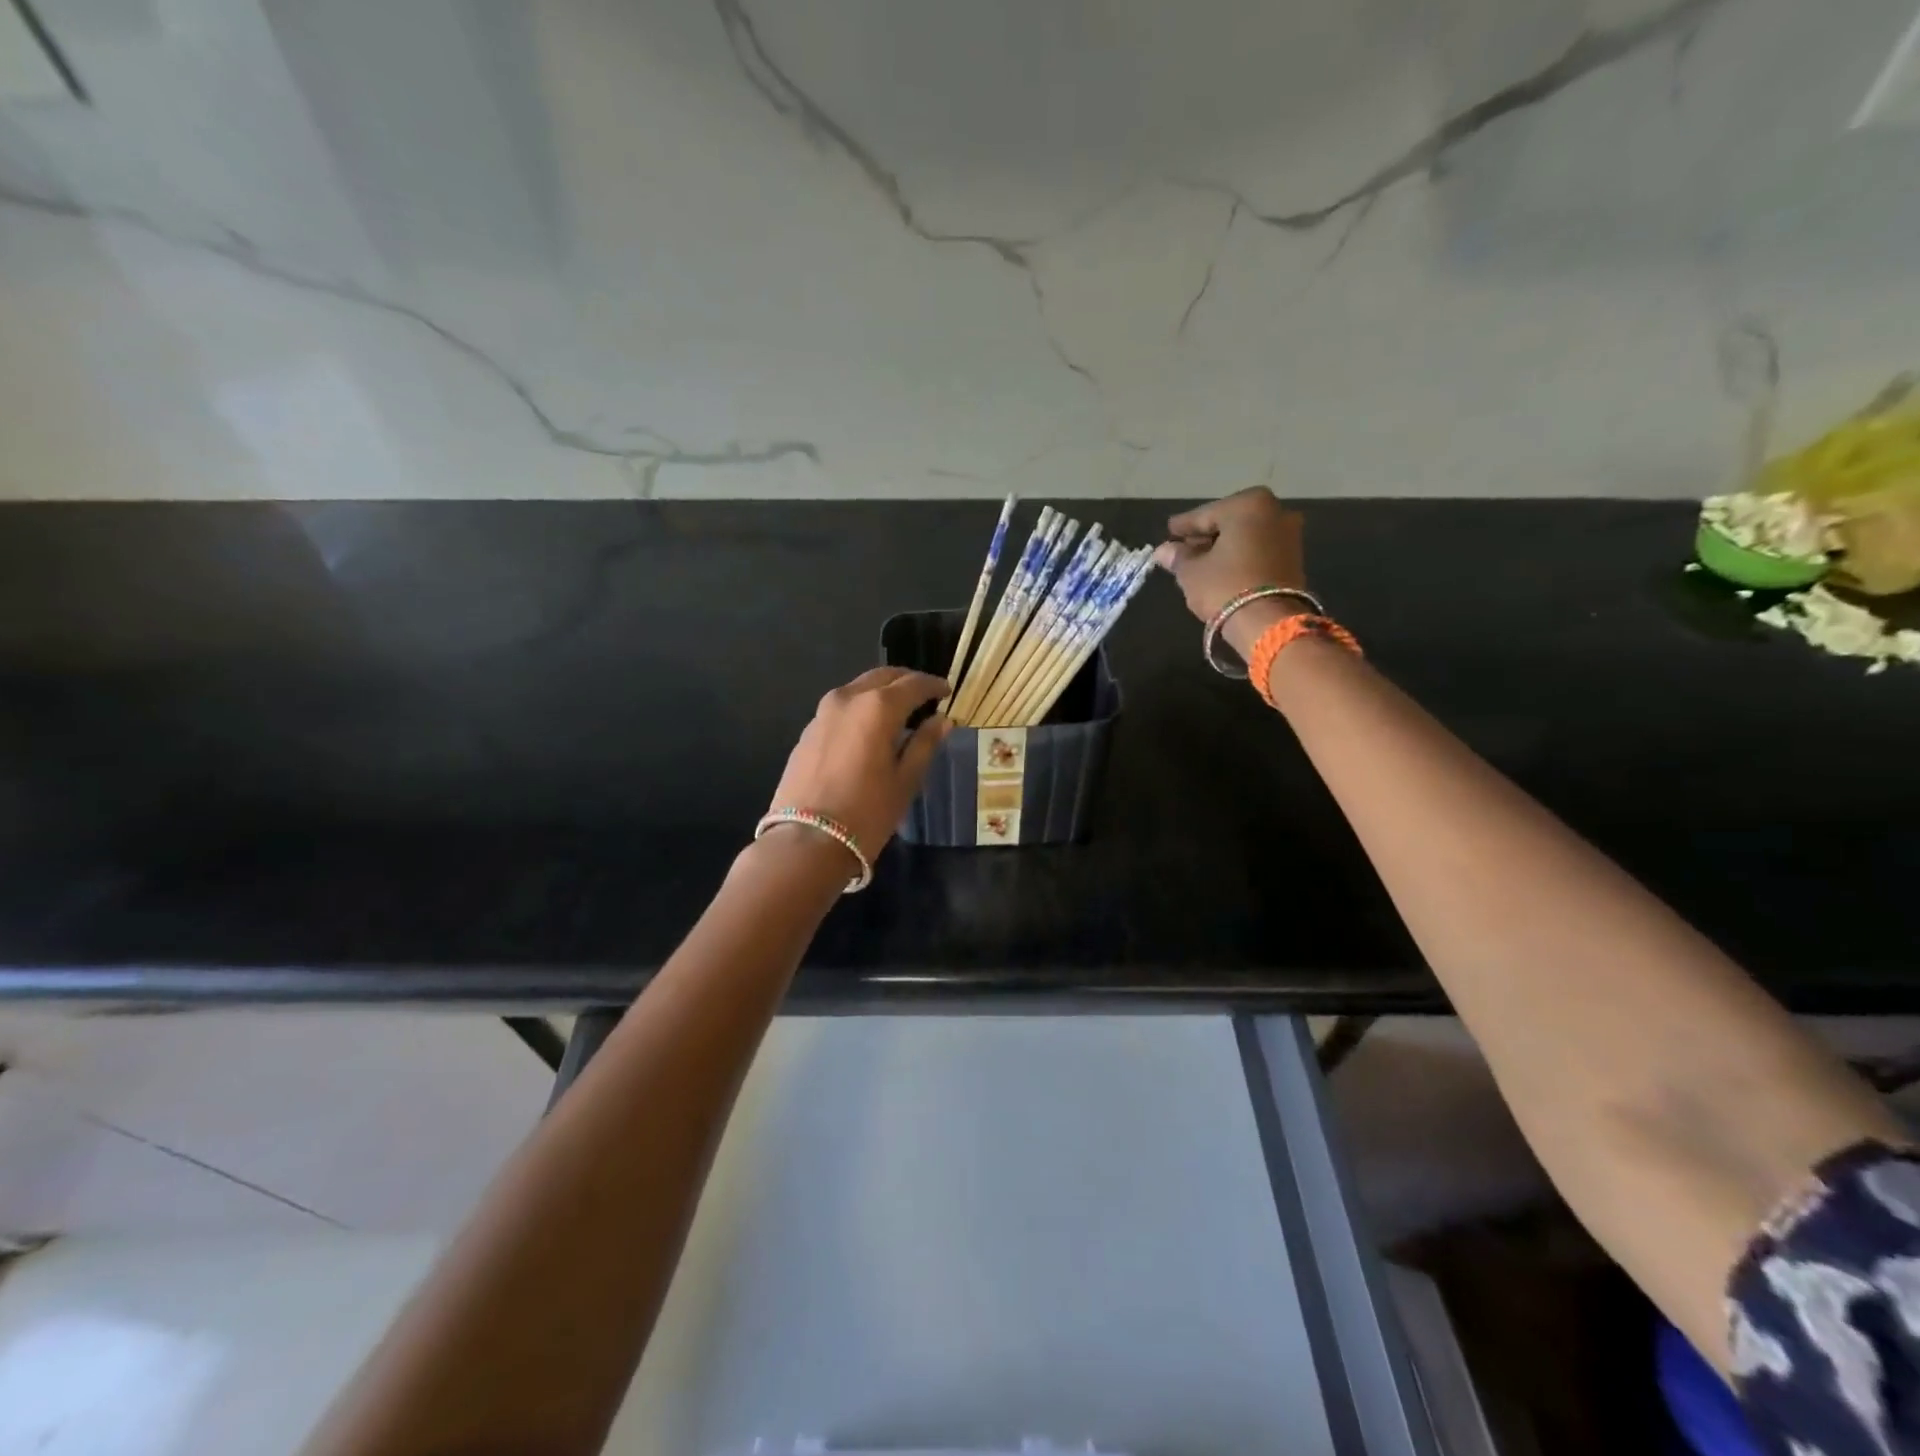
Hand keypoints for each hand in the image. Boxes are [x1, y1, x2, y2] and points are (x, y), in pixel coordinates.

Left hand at [767, 667, 950, 860]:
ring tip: (899, 713)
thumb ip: (925, 744)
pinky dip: (860, 709)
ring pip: (859, 689)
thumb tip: (942, 721)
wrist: (806, 841)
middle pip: (883, 677)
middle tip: (925, 696)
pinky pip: (841, 708)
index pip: (913, 684)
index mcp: (878, 707)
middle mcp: (848, 698)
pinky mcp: (808, 731)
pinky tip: (869, 731)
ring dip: (881, 693)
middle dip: (906, 682)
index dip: (934, 686)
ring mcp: (822, 713)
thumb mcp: (906, 780)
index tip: (947, 691)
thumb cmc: (867, 813)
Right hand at [1153, 488, 1308, 656]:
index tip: (1168, 531)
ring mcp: (1289, 534)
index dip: (1183, 526)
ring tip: (1200, 562)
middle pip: (1228, 522)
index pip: (1204, 514)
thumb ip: (1177, 556)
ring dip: (1224, 547)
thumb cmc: (1225, 586)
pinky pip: (1258, 550)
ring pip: (1245, 536)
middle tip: (1183, 548)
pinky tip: (1222, 570)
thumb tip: (1163, 550)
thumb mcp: (1191, 571)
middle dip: (1206, 536)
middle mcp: (1275, 511)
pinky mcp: (1295, 558)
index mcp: (1247, 504)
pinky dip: (1240, 556)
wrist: (1269, 622)